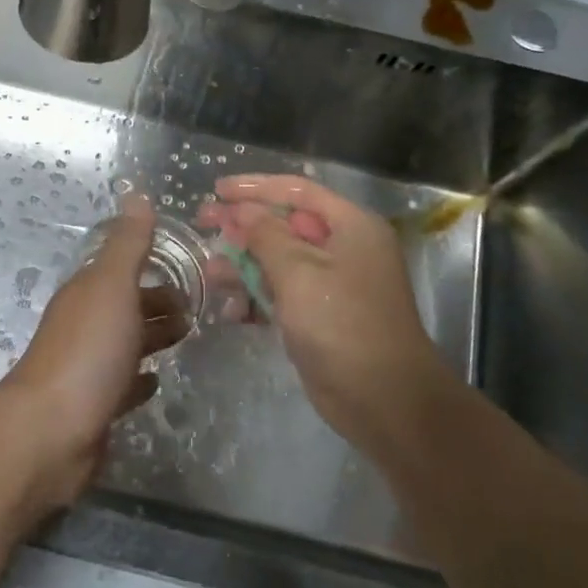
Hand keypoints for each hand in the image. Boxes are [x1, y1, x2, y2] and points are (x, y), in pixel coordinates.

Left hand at [0, 194, 187, 510]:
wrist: (51, 431)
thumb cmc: (88, 351)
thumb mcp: (113, 287)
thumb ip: (129, 244)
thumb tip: (136, 193)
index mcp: (87, 293)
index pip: (121, 270)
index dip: (152, 266)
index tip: (191, 268)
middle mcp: (84, 325)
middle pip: (126, 306)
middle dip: (158, 302)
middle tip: (199, 306)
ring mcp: (88, 368)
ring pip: (125, 343)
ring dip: (152, 337)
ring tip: (188, 336)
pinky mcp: (95, 407)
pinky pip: (122, 385)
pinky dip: (140, 379)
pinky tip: (156, 382)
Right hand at [199, 175, 459, 469]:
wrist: (384, 400)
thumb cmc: (342, 324)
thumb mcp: (298, 272)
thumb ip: (265, 235)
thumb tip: (243, 210)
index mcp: (351, 226)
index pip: (299, 191)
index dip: (256, 187)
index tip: (217, 190)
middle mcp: (345, 249)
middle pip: (286, 225)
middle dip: (244, 228)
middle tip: (204, 225)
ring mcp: (334, 285)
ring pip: (280, 262)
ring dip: (245, 266)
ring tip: (211, 275)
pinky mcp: (322, 317)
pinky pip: (283, 295)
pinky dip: (258, 299)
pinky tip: (233, 312)